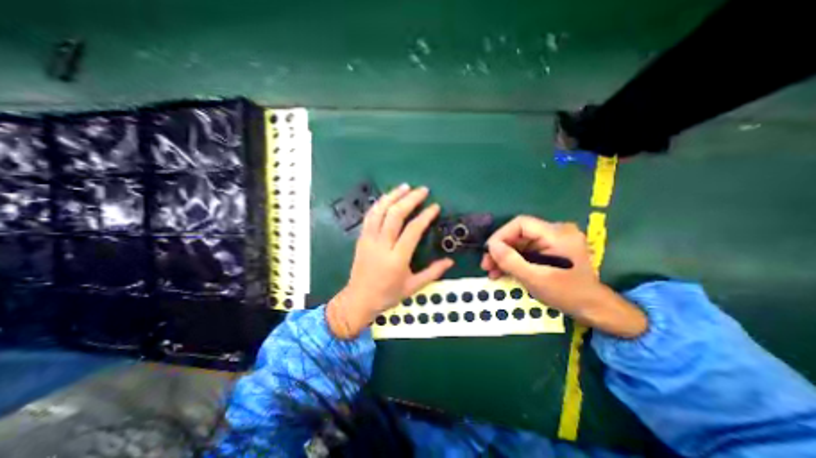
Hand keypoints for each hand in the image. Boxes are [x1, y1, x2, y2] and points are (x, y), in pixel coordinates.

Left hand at [327, 184, 454, 338]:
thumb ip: (432, 272)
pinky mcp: (361, 238)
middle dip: (410, 199)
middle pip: (395, 215)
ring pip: (380, 211)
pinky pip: (369, 216)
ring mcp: (368, 240)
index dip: (425, 216)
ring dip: (392, 196)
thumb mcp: (413, 287)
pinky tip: (387, 198)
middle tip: (422, 190)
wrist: (358, 299)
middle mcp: (381, 245)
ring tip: (405, 187)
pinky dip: (379, 204)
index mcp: (397, 259)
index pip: (413, 230)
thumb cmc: (387, 295)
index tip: (435, 206)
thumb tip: (450, 261)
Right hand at [479, 217, 648, 338]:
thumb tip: (490, 246)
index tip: (489, 251)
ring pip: (519, 243)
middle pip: (519, 234)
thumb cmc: (567, 294)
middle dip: (500, 249)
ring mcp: (553, 241)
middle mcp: (556, 232)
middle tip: (486, 264)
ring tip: (491, 271)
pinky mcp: (549, 250)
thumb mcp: (536, 279)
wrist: (593, 309)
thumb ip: (511, 261)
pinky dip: (513, 260)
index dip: (501, 235)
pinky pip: (525, 251)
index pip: (521, 224)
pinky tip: (502, 271)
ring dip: (504, 256)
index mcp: (557, 234)